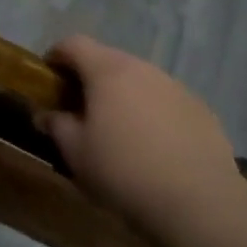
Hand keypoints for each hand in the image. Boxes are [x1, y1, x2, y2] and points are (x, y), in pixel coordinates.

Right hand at [42, 35, 246, 242]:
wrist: (198, 203)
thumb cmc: (123, 172)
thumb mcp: (76, 153)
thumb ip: (56, 126)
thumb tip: (46, 115)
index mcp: (108, 71)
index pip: (74, 44)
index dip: (56, 56)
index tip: (48, 79)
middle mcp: (143, 69)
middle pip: (108, 60)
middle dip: (90, 78)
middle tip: (81, 110)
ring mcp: (176, 87)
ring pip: (140, 80)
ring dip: (124, 95)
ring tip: (119, 131)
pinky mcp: (201, 109)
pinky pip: (166, 101)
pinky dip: (152, 113)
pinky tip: (154, 148)